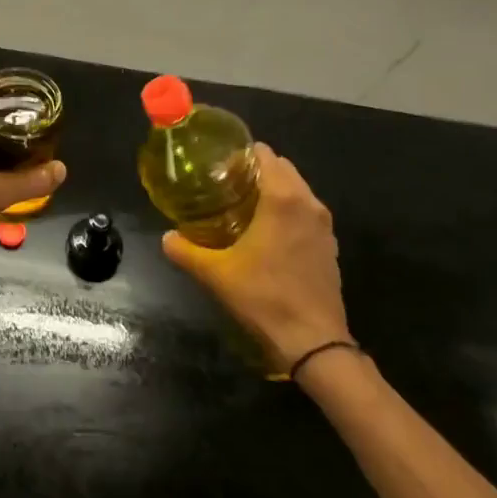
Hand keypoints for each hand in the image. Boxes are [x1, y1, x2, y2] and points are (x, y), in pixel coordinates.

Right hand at [162, 143, 349, 369]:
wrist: (314, 342)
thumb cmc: (264, 297)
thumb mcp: (217, 273)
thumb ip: (186, 250)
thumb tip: (166, 237)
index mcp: (283, 198)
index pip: (265, 155)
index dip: (241, 156)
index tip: (219, 167)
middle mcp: (308, 203)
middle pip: (282, 168)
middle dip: (256, 170)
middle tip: (226, 185)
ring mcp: (324, 225)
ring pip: (297, 189)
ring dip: (274, 190)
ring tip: (244, 206)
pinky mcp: (330, 245)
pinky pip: (307, 212)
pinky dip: (289, 211)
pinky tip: (267, 232)